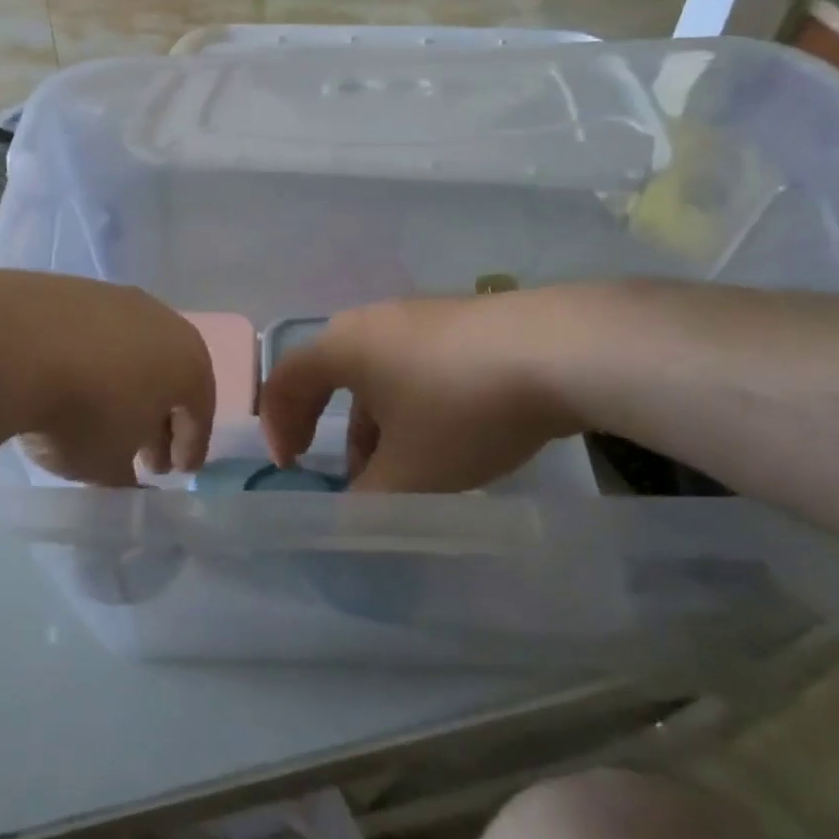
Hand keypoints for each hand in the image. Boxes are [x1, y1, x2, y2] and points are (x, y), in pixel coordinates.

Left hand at [0, 273, 214, 486]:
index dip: (191, 446)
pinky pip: (95, 334)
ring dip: (125, 385)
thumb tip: (128, 473)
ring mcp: (117, 299)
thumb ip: (126, 474)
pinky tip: (69, 381)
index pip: (200, 412)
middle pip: (170, 376)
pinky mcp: (74, 288)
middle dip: (160, 418)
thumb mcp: (107, 464)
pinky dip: (92, 360)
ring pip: (133, 351)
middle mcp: (162, 322)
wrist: (12, 343)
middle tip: (145, 455)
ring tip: (102, 417)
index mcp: (188, 364)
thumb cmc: (81, 412)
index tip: (178, 472)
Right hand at [259, 293, 585, 491]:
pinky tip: (447, 437)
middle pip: (331, 374)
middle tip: (344, 475)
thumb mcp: (411, 473)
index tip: (291, 468)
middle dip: (330, 429)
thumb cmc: (462, 409)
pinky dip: (411, 404)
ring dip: (375, 422)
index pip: (285, 380)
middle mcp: (373, 321)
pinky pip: (415, 364)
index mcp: (343, 346)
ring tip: (402, 469)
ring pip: (378, 373)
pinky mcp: (463, 321)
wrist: (561, 350)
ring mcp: (421, 315)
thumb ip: (368, 504)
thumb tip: (349, 523)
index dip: (277, 425)